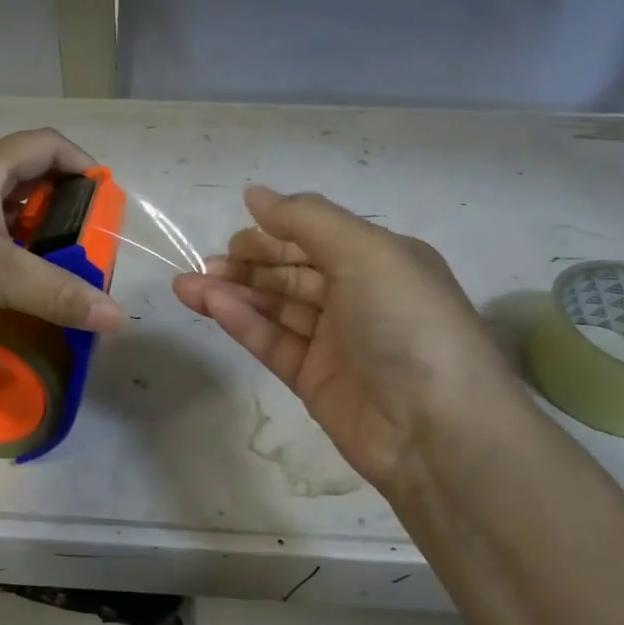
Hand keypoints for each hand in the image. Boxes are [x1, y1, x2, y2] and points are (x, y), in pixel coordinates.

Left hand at [0, 128, 125, 354]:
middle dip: (62, 207)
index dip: (82, 163)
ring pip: (1, 215)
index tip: (107, 198)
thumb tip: (117, 317)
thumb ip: (58, 292)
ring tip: (61, 268)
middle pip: (25, 179)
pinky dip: (6, 259)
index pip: (45, 145)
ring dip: (34, 237)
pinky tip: (18, 287)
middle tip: (88, 242)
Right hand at [173, 186, 523, 492]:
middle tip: (205, 263)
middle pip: (291, 272)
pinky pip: (273, 342)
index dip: (274, 233)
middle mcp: (358, 296)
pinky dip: (243, 322)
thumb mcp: (365, 252)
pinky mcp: (314, 380)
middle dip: (247, 264)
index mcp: (380, 261)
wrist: (437, 430)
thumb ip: (306, 220)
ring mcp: (335, 341)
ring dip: (233, 292)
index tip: (234, 233)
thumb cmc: (407, 323)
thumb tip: (254, 194)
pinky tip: (211, 305)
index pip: (316, 238)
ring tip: (186, 284)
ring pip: (275, 307)